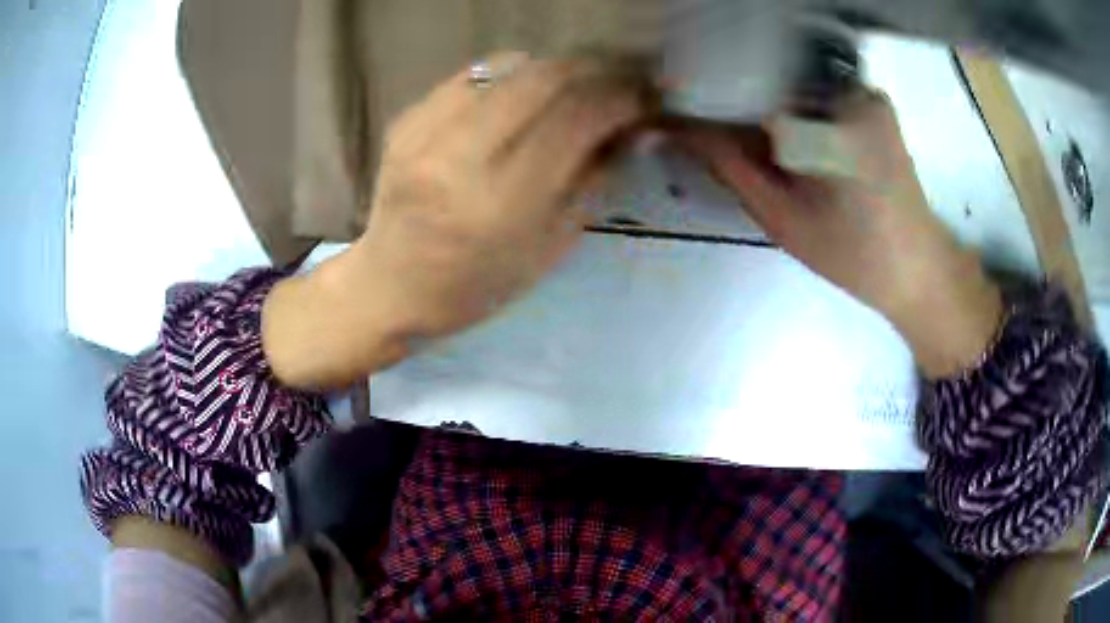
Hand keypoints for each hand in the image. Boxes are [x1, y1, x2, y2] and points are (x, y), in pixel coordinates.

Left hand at [264, 53, 647, 388]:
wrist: (391, 286)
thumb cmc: (475, 285)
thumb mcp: (549, 247)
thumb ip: (592, 179)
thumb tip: (629, 127)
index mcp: (501, 202)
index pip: (577, 119)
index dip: (621, 99)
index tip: (645, 99)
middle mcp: (459, 155)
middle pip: (544, 78)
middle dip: (594, 72)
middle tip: (617, 84)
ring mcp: (425, 131)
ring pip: (509, 66)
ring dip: (555, 70)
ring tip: (574, 88)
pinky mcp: (406, 119)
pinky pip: (474, 75)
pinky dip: (511, 77)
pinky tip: (521, 97)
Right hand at [674, 91, 1002, 376]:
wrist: (917, 269)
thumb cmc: (853, 254)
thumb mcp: (781, 217)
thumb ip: (728, 166)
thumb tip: (674, 128)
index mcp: (825, 117)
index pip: (745, 86)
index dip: (710, 101)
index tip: (684, 117)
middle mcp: (847, 88)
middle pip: (771, 80)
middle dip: (743, 106)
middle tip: (730, 143)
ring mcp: (865, 91)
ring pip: (794, 85)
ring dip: (772, 109)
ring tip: (769, 149)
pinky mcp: (875, 103)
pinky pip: (819, 92)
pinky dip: (801, 110)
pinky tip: (801, 143)